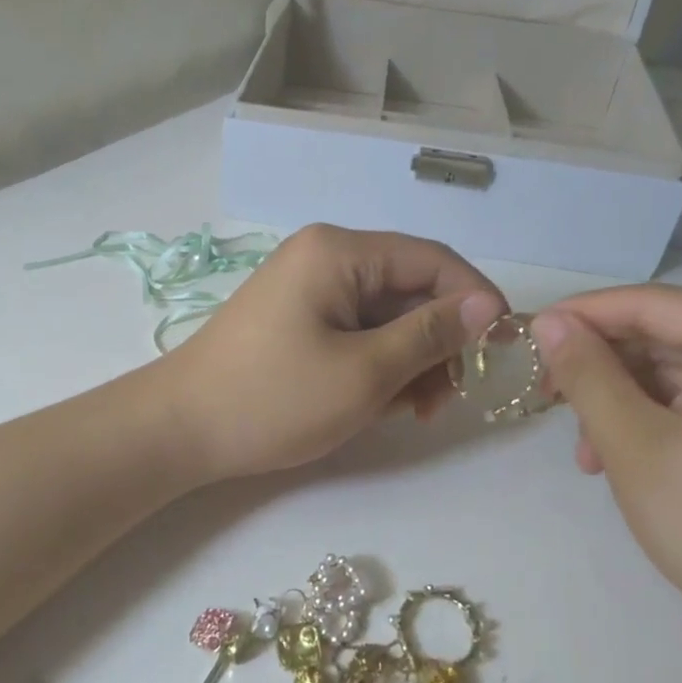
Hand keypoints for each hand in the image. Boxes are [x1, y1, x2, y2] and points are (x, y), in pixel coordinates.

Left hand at [161, 225, 505, 481]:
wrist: (179, 430)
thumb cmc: (274, 399)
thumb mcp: (365, 372)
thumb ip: (431, 334)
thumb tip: (490, 305)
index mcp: (341, 252)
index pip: (433, 259)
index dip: (475, 299)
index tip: (501, 348)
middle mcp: (326, 257)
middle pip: (410, 289)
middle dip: (437, 342)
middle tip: (444, 399)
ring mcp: (309, 288)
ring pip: (386, 316)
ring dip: (409, 360)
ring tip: (410, 410)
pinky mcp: (299, 319)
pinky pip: (357, 332)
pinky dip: (377, 365)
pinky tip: (377, 404)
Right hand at [531, 286, 681, 666]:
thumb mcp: (634, 444)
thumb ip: (586, 372)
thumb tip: (548, 320)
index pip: (653, 304)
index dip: (581, 317)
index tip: (528, 338)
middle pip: (671, 336)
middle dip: (606, 371)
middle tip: (552, 404)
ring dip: (629, 401)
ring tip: (590, 453)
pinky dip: (665, 418)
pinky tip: (628, 456)